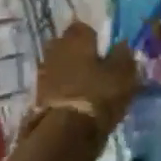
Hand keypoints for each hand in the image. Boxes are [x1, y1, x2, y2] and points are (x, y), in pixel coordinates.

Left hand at [33, 21, 138, 135]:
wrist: (64, 133)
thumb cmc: (98, 94)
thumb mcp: (123, 74)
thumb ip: (123, 56)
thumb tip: (122, 45)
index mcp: (76, 38)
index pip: (84, 27)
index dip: (95, 38)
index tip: (105, 50)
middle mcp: (56, 49)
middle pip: (68, 45)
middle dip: (79, 53)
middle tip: (96, 67)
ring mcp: (43, 73)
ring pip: (60, 65)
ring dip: (70, 72)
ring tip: (87, 87)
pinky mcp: (37, 96)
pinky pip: (54, 85)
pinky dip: (63, 90)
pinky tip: (76, 101)